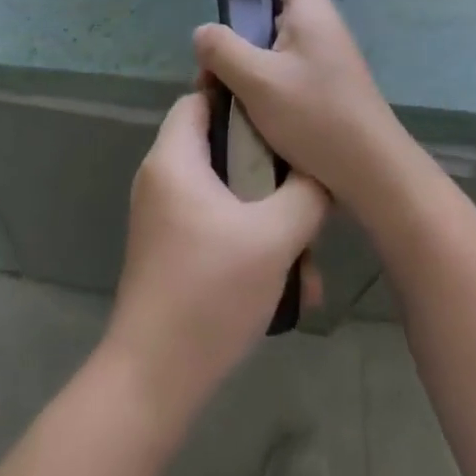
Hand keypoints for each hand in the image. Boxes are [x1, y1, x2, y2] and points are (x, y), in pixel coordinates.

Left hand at [104, 93, 328, 416]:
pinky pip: (215, 225)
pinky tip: (288, 285)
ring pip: (225, 194)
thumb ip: (305, 194)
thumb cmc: (210, 292)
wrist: (153, 379)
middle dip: (267, 169)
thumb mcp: (274, 238)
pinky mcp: (170, 249)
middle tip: (306, 184)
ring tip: (307, 255)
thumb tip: (321, 172)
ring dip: (267, 217)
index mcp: (174, 159)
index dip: (240, 97)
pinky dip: (249, 242)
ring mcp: (163, 216)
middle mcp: (162, 178)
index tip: (282, 110)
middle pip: (219, 147)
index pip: (201, 97)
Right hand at [193, 0, 414, 214]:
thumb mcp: (256, 78)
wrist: (372, 173)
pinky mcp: (332, 94)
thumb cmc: (313, 114)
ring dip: (252, 80)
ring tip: (231, 107)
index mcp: (311, 11)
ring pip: (277, 59)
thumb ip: (221, 49)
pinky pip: (291, 83)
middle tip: (217, 80)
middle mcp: (325, 29)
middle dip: (240, 51)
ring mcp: (331, 63)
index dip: (248, 8)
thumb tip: (202, 33)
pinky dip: (272, 98)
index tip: (227, 38)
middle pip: (270, 26)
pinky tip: (257, 125)